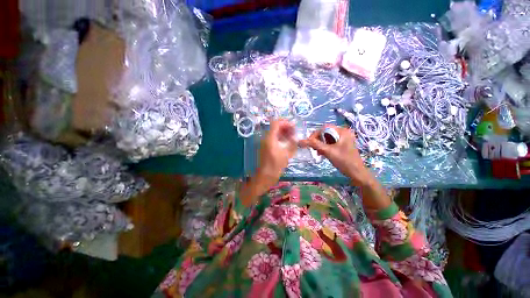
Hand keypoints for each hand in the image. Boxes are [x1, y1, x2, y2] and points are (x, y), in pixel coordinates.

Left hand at [240, 120, 296, 205]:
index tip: (294, 127)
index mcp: (270, 138)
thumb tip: (295, 137)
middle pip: (275, 127)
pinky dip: (280, 138)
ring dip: (283, 133)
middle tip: (294, 133)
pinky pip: (273, 139)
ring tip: (292, 138)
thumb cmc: (275, 166)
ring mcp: (265, 143)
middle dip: (285, 128)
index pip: (276, 123)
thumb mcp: (286, 154)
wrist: (264, 176)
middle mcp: (266, 138)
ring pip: (274, 133)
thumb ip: (292, 143)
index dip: (286, 123)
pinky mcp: (265, 147)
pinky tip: (286, 144)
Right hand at [299, 125, 372, 186]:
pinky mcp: (342, 144)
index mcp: (342, 131)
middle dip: (318, 140)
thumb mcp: (328, 151)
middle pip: (326, 132)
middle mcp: (343, 132)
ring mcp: (343, 139)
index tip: (309, 142)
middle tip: (313, 148)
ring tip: (317, 152)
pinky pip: (330, 142)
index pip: (325, 127)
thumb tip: (301, 141)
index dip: (315, 134)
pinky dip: (325, 147)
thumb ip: (315, 144)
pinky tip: (322, 153)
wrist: (357, 173)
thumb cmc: (344, 161)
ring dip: (320, 144)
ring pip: (327, 138)